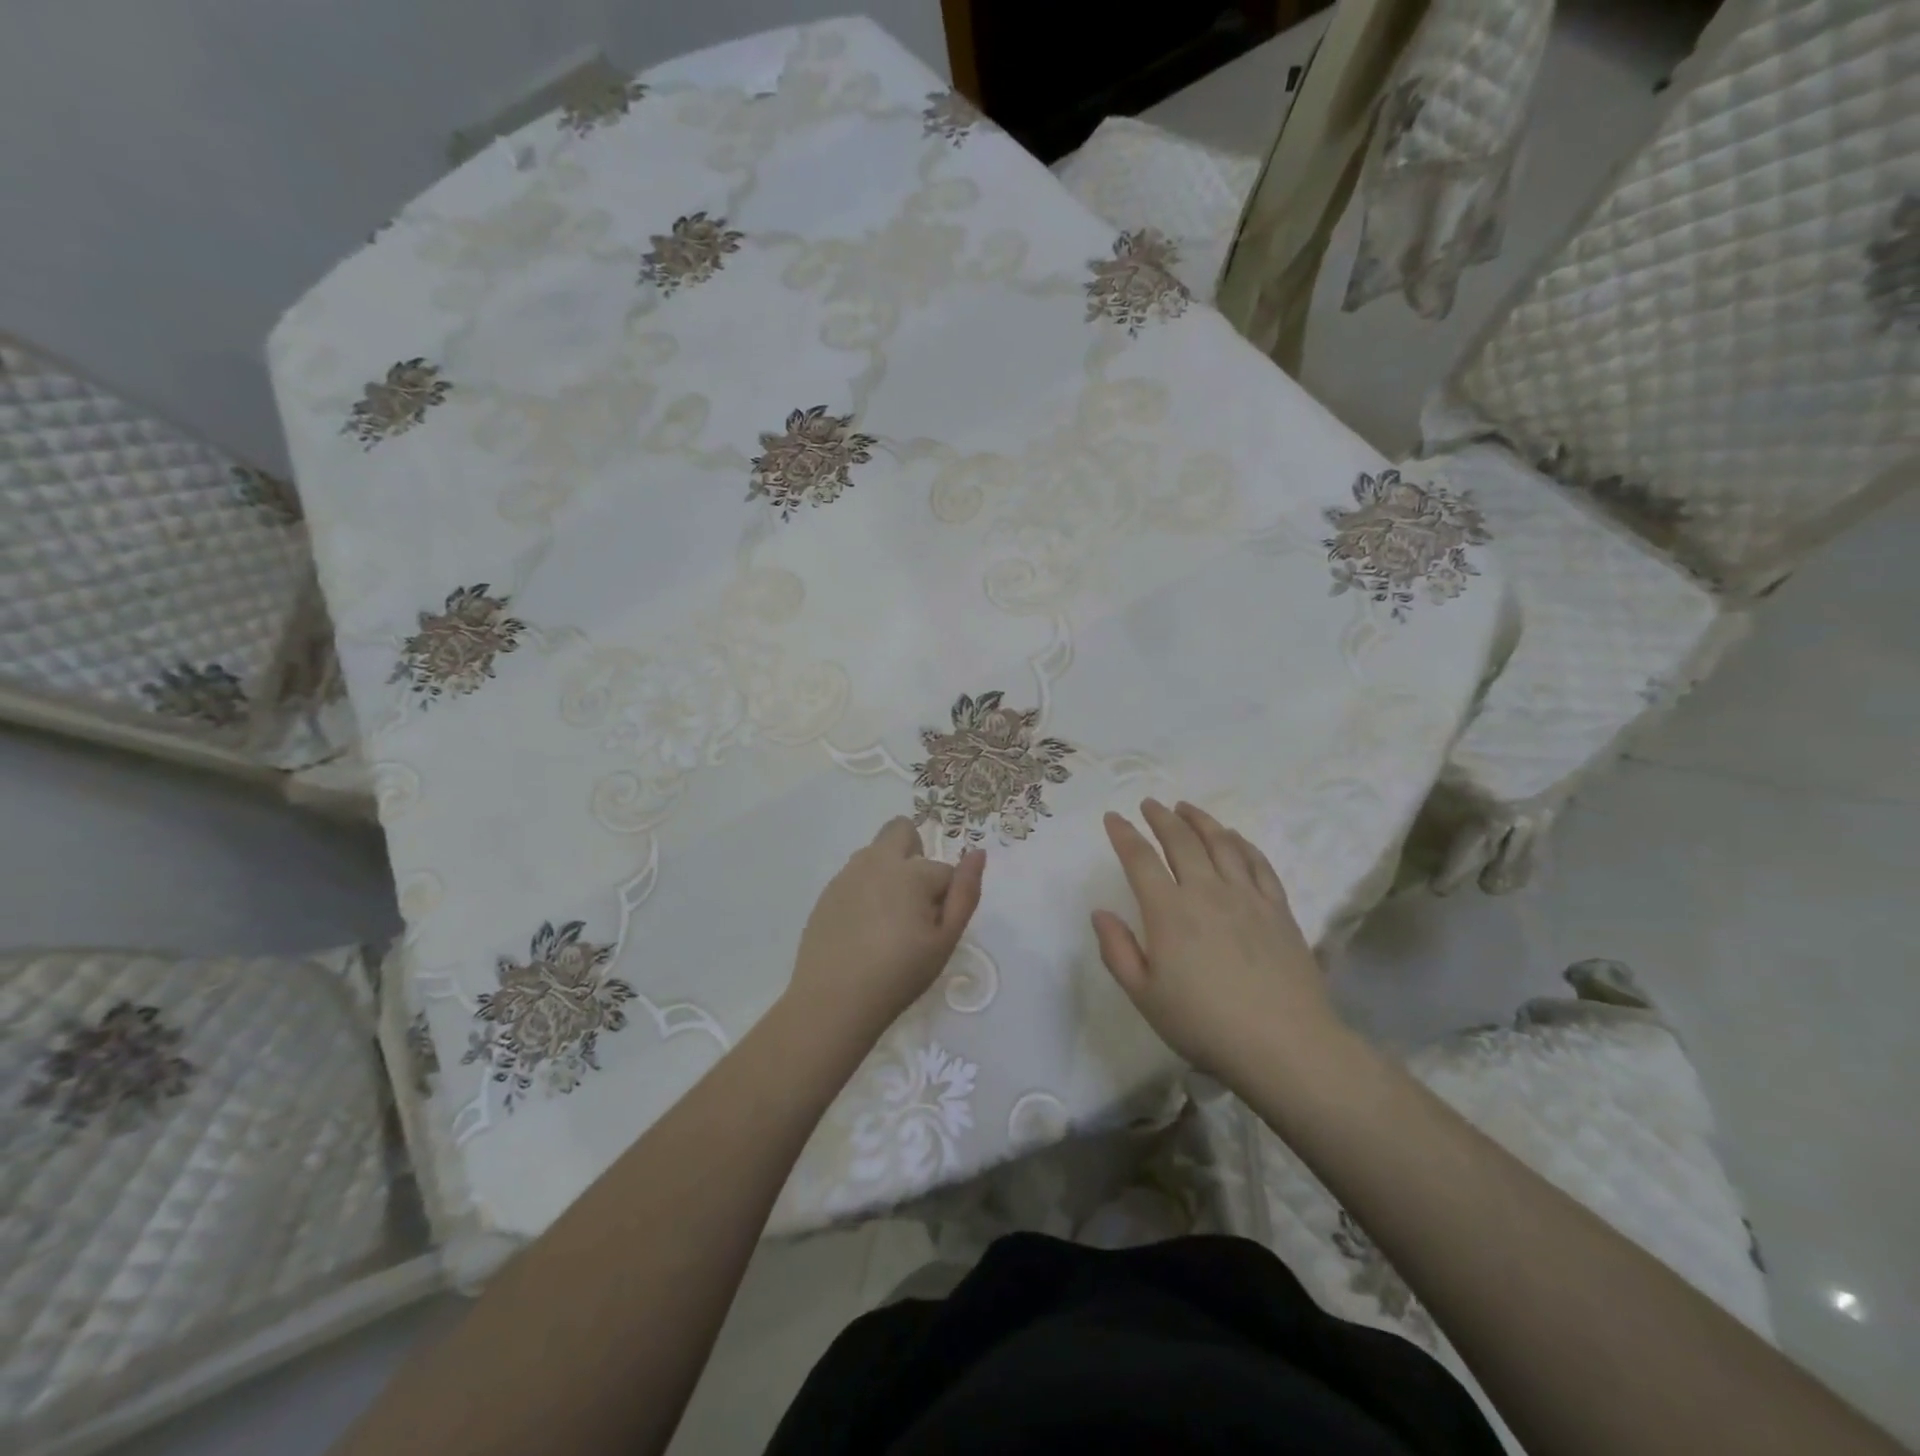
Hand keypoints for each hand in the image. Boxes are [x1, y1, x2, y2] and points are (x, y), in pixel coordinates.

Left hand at [788, 817, 985, 1041]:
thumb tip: (978, 853)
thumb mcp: (945, 940)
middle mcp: (878, 861)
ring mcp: (848, 874)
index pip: (945, 871)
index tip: (935, 929)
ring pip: (876, 852)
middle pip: (902, 830)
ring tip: (887, 920)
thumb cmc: (899, 973)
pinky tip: (863, 928)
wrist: (833, 1000)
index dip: (946, 899)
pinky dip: (866, 889)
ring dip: (889, 870)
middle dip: (915, 853)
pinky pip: (855, 875)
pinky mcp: (828, 892)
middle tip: (914, 901)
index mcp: (912, 872)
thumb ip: (966, 893)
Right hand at [1092, 799, 1337, 1079]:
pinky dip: (1242, 843)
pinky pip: (1258, 863)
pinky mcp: (1278, 908)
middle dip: (1161, 818)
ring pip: (1221, 843)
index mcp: (1169, 912)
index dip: (1124, 834)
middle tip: (1149, 804)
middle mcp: (1207, 892)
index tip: (1113, 818)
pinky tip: (1235, 837)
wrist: (1285, 1044)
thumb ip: (1117, 951)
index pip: (1140, 859)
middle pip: (1181, 840)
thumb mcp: (1145, 996)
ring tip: (1186, 807)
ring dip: (1200, 820)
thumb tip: (1100, 912)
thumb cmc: (1204, 1024)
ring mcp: (1247, 896)